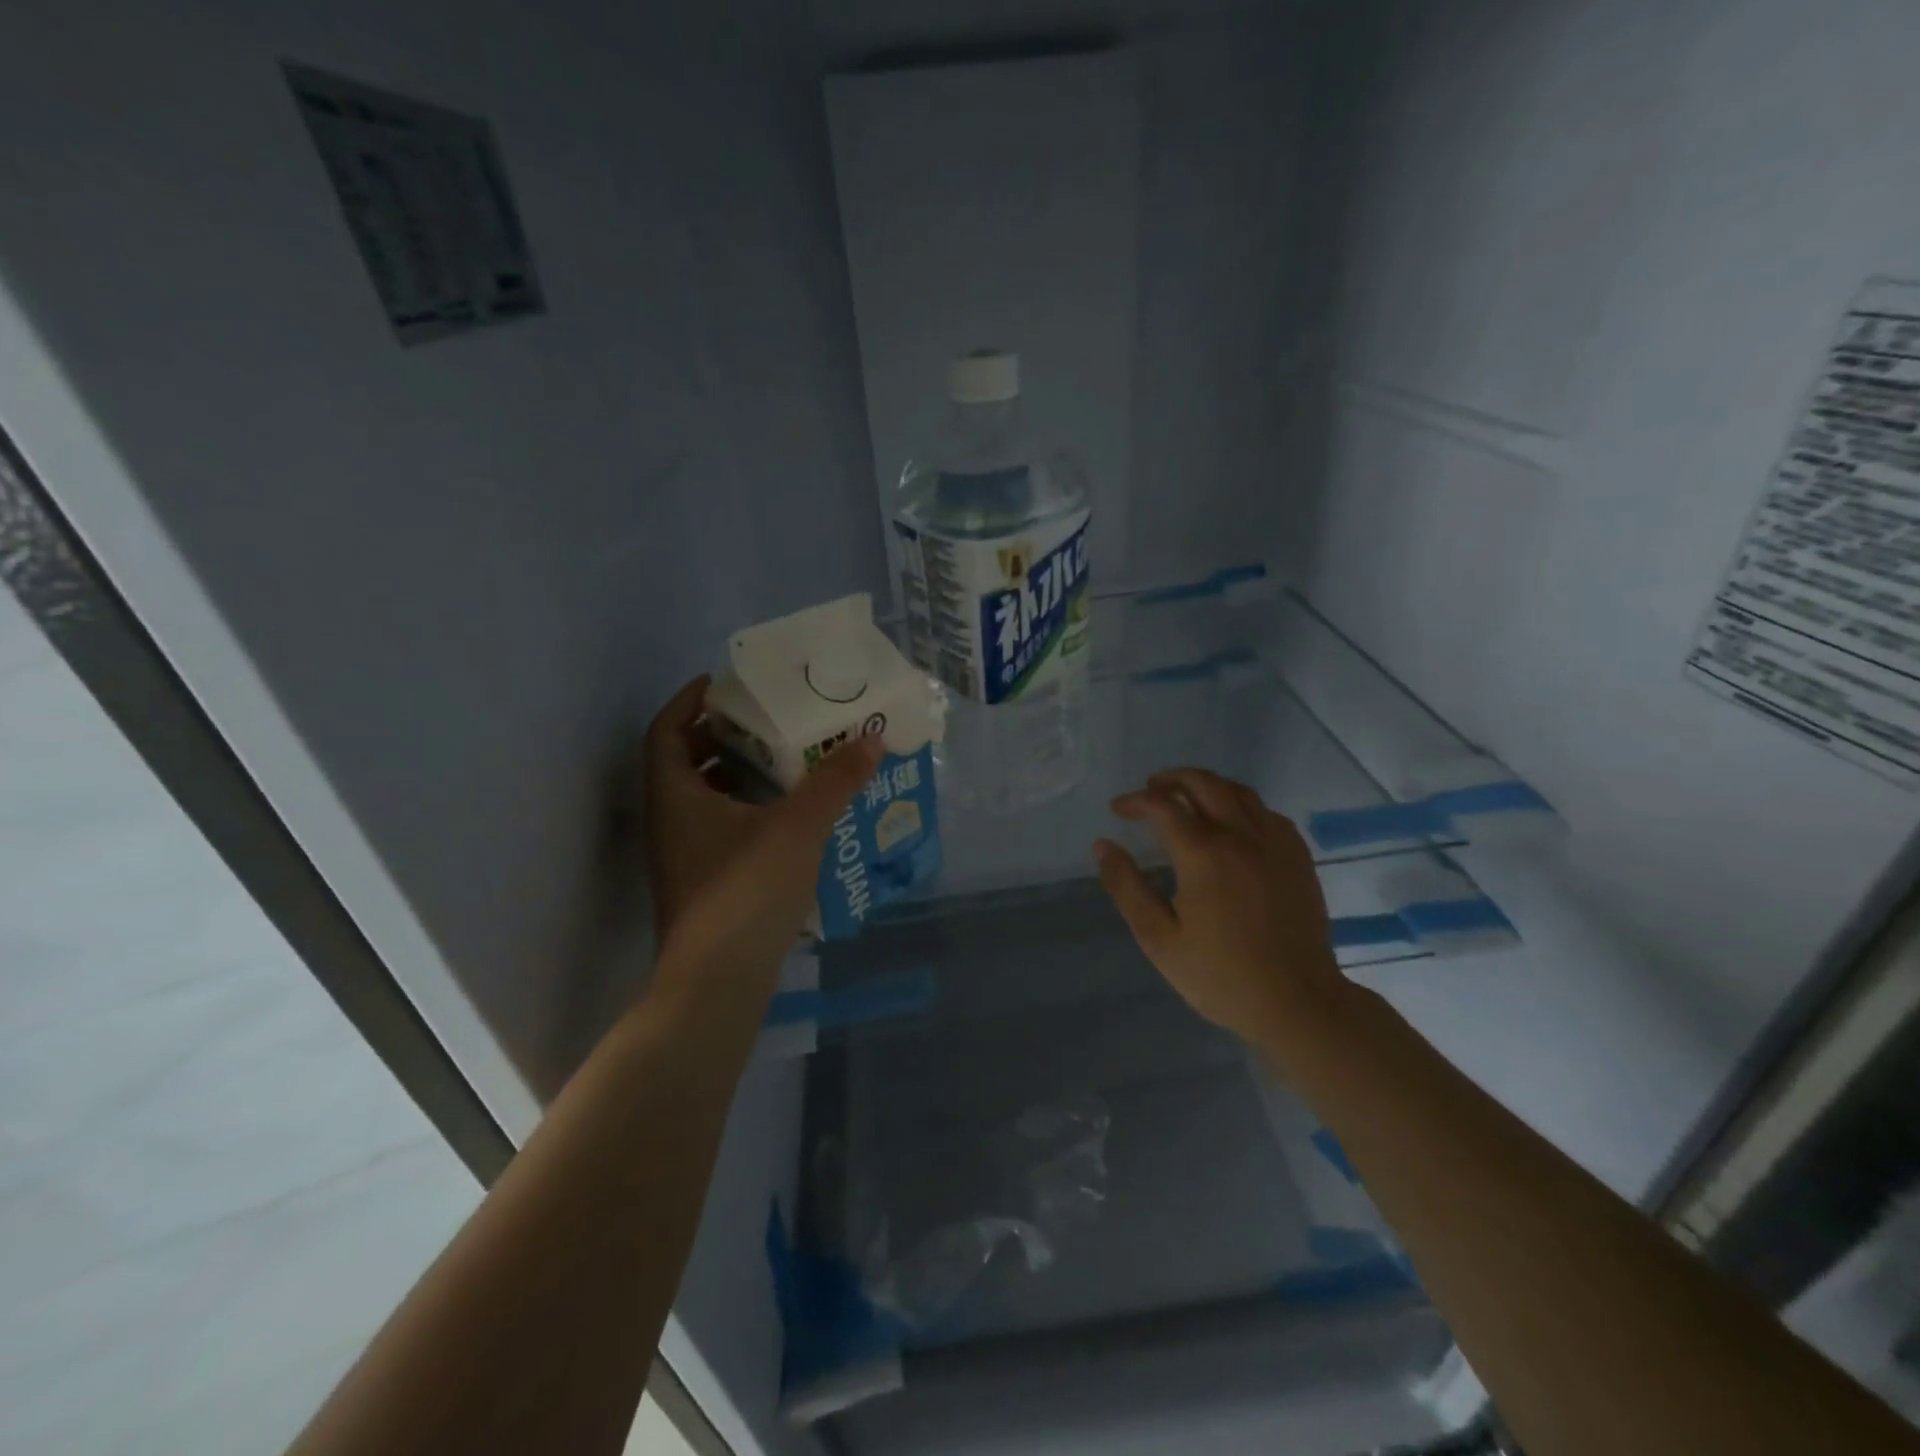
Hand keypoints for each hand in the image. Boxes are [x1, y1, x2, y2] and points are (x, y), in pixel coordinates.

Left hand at [643, 676, 880, 994]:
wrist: (718, 983)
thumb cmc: (746, 891)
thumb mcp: (797, 827)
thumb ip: (835, 781)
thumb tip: (872, 738)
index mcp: (675, 797)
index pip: (666, 731)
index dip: (687, 702)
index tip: (721, 684)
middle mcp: (669, 823)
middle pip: (683, 763)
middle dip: (719, 737)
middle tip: (763, 719)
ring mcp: (683, 858)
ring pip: (702, 800)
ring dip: (734, 775)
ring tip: (782, 760)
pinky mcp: (703, 886)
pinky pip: (718, 829)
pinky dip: (745, 811)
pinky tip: (786, 817)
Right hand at [1093, 768, 1348, 1050]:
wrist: (1297, 1003)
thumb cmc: (1220, 976)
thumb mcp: (1159, 939)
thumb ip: (1127, 887)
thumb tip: (1103, 845)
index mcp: (1204, 855)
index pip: (1162, 806)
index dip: (1135, 801)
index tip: (1118, 810)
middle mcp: (1241, 836)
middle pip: (1203, 784)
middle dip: (1170, 779)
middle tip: (1149, 791)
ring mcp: (1275, 843)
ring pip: (1238, 791)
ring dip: (1206, 785)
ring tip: (1185, 798)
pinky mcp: (1298, 856)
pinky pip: (1266, 812)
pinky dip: (1240, 804)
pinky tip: (1231, 823)